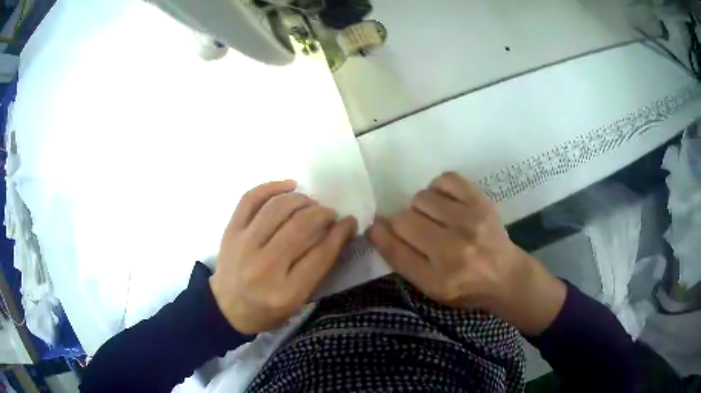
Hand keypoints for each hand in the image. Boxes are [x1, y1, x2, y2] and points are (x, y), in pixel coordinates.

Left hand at [210, 180, 356, 333]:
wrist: (225, 308)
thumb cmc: (266, 310)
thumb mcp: (297, 301)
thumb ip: (317, 269)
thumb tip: (336, 232)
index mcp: (286, 293)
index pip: (321, 255)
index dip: (340, 233)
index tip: (349, 221)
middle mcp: (264, 267)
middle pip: (300, 227)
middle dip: (322, 213)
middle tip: (330, 213)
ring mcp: (243, 246)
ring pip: (278, 208)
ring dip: (301, 199)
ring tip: (311, 203)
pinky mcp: (230, 232)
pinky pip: (250, 199)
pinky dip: (271, 187)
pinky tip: (289, 186)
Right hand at [367, 172, 565, 334]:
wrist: (505, 275)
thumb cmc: (465, 287)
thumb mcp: (431, 289)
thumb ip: (404, 262)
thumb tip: (379, 228)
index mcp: (438, 280)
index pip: (395, 251)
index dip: (379, 235)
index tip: (375, 227)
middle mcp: (454, 251)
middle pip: (404, 220)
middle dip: (402, 224)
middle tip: (417, 230)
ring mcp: (470, 223)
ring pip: (421, 198)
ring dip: (420, 207)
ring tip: (434, 217)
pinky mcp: (481, 202)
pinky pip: (445, 180)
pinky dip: (438, 188)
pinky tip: (444, 201)